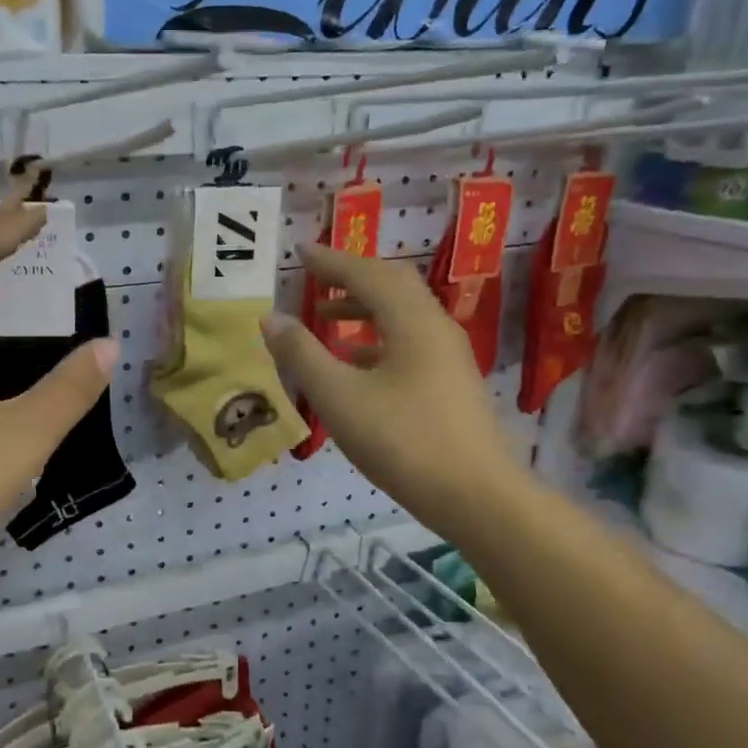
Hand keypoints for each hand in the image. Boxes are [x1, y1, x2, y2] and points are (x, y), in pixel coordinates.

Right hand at [261, 244, 523, 534]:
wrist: (476, 496)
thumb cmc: (403, 441)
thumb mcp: (339, 398)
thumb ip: (302, 354)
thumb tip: (271, 318)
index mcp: (412, 322)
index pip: (369, 274)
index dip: (332, 261)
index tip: (302, 251)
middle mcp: (436, 328)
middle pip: (393, 285)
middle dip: (352, 277)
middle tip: (316, 276)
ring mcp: (448, 356)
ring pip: (403, 315)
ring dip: (364, 309)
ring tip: (326, 319)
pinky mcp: (450, 383)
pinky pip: (409, 342)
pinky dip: (377, 339)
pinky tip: (355, 363)